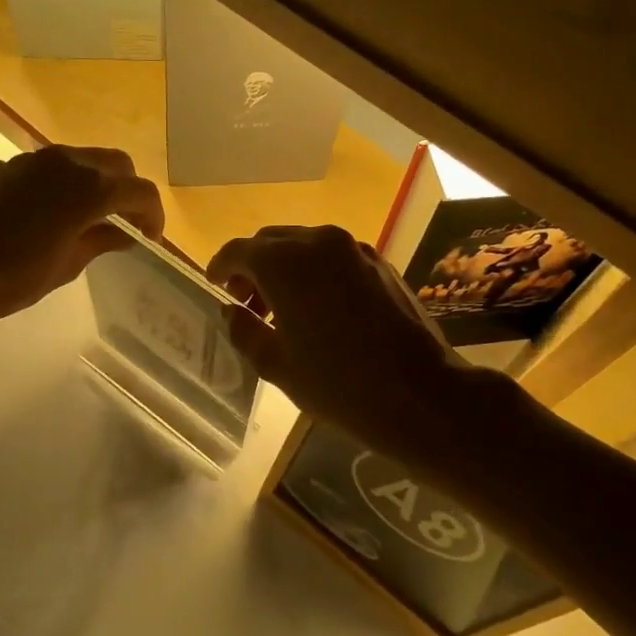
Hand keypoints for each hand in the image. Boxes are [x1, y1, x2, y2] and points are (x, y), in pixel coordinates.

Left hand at [0, 146, 164, 329]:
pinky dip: (65, 182)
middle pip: (116, 164)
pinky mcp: (8, 165)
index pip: (140, 191)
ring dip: (96, 182)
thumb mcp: (66, 266)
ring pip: (83, 159)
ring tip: (90, 216)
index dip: (152, 214)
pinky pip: (51, 166)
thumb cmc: (12, 277)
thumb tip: (123, 233)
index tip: (149, 238)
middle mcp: (67, 162)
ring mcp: (34, 159)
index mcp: (90, 188)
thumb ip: (100, 241)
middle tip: (124, 223)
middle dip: (128, 190)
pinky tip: (51, 212)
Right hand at [208, 226, 507, 458]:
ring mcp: (354, 249)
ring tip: (281, 309)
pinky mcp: (379, 263)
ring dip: (284, 268)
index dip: (220, 267)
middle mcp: (318, 241)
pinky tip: (318, 308)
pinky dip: (314, 272)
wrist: (421, 394)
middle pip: (271, 242)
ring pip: (303, 246)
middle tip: (246, 303)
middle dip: (252, 267)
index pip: (238, 251)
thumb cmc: (338, 383)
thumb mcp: (276, 364)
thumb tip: (232, 311)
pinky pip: (333, 257)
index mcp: (285, 262)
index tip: (214, 285)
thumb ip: (244, 330)